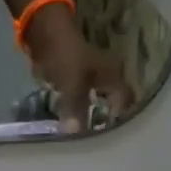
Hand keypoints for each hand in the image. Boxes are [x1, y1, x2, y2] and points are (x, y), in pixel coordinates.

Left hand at [22, 4, 134, 133]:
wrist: (45, 30)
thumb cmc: (65, 54)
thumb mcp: (72, 84)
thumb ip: (75, 109)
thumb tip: (74, 133)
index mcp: (114, 76)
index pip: (126, 102)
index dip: (118, 119)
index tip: (106, 137)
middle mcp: (109, 77)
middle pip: (112, 104)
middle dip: (104, 121)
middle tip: (94, 140)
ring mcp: (93, 76)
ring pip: (97, 102)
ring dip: (90, 116)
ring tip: (82, 135)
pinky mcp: (77, 77)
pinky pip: (82, 98)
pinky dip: (77, 109)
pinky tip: (70, 121)